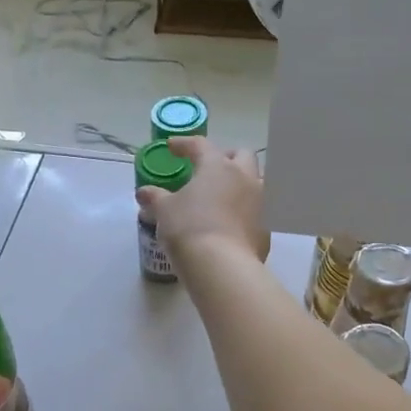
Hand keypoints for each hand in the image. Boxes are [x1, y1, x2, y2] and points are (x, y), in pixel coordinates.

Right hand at [137, 137, 270, 265]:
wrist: (223, 266)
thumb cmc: (189, 229)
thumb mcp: (165, 212)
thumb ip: (155, 198)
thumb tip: (144, 193)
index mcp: (218, 167)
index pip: (200, 145)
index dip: (184, 144)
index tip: (172, 147)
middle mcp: (245, 178)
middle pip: (242, 155)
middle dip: (226, 157)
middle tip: (210, 168)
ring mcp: (261, 203)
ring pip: (257, 182)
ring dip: (242, 183)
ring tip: (225, 196)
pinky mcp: (267, 229)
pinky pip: (258, 213)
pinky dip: (245, 213)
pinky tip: (232, 225)